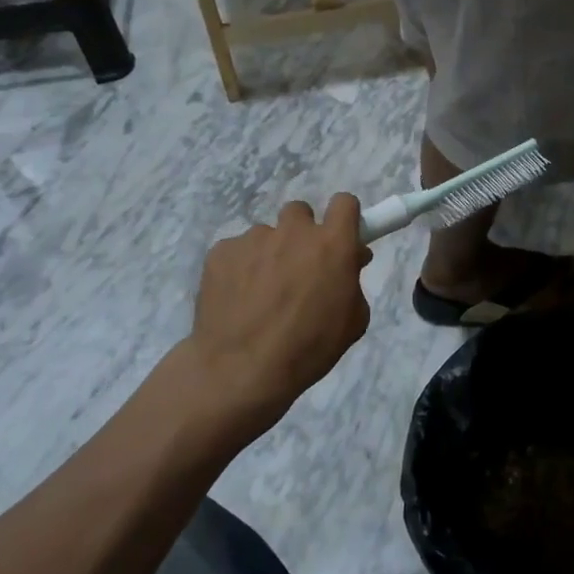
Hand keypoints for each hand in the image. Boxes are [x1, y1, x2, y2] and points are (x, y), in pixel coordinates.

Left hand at [187, 196, 372, 439]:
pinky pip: (236, 251)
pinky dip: (239, 268)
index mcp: (331, 244)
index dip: (344, 218)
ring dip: (269, 254)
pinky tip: (236, 300)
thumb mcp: (352, 322)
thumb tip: (347, 261)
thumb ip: (352, 282)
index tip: (340, 237)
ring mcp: (253, 239)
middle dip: (302, 234)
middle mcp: (293, 232)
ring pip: (266, 235)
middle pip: (300, 213)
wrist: (240, 371)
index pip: (344, 202)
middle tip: (298, 269)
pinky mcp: (220, 252)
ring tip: (260, 294)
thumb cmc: (308, 349)